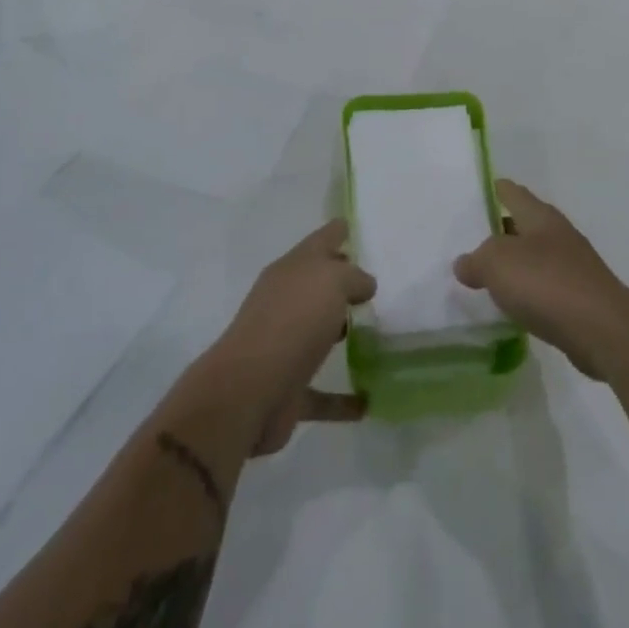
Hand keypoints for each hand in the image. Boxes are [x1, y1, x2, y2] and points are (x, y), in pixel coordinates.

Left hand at [207, 220, 375, 454]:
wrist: (249, 391)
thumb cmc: (293, 320)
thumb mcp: (333, 281)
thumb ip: (353, 277)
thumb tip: (363, 285)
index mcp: (292, 270)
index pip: (322, 240)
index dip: (339, 231)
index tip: (356, 225)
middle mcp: (286, 302)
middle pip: (318, 286)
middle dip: (343, 283)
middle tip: (379, 283)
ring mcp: (285, 345)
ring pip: (319, 333)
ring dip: (342, 333)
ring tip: (379, 333)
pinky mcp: (289, 389)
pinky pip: (323, 393)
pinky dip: (343, 399)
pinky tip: (369, 402)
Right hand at [454, 180, 628, 379]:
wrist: (603, 331)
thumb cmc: (546, 283)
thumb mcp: (497, 263)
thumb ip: (476, 260)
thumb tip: (464, 264)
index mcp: (540, 216)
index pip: (513, 193)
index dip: (494, 190)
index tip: (476, 192)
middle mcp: (558, 235)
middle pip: (524, 225)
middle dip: (500, 231)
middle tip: (469, 240)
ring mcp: (573, 267)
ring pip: (534, 258)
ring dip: (514, 265)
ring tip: (486, 275)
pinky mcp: (580, 299)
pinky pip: (545, 288)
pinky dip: (528, 292)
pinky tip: (513, 305)